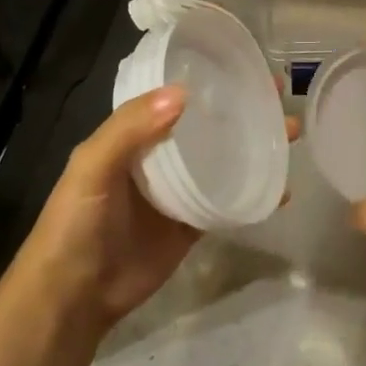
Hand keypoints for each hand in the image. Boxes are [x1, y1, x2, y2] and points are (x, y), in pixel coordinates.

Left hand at [17, 84, 302, 333]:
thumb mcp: (91, 167)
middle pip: (209, 125)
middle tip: (280, 97)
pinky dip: (256, 194)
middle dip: (243, 110)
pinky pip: (229, 202)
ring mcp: (179, 191)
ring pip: (224, 159)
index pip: (176, 96)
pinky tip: (284, 189)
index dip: (208, 81)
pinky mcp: (193, 224)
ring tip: (291, 133)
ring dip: (256, 146)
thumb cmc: (76, 223)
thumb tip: (183, 93)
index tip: (245, 67)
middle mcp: (160, 156)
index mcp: (133, 135)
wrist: (73, 297)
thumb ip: (129, 129)